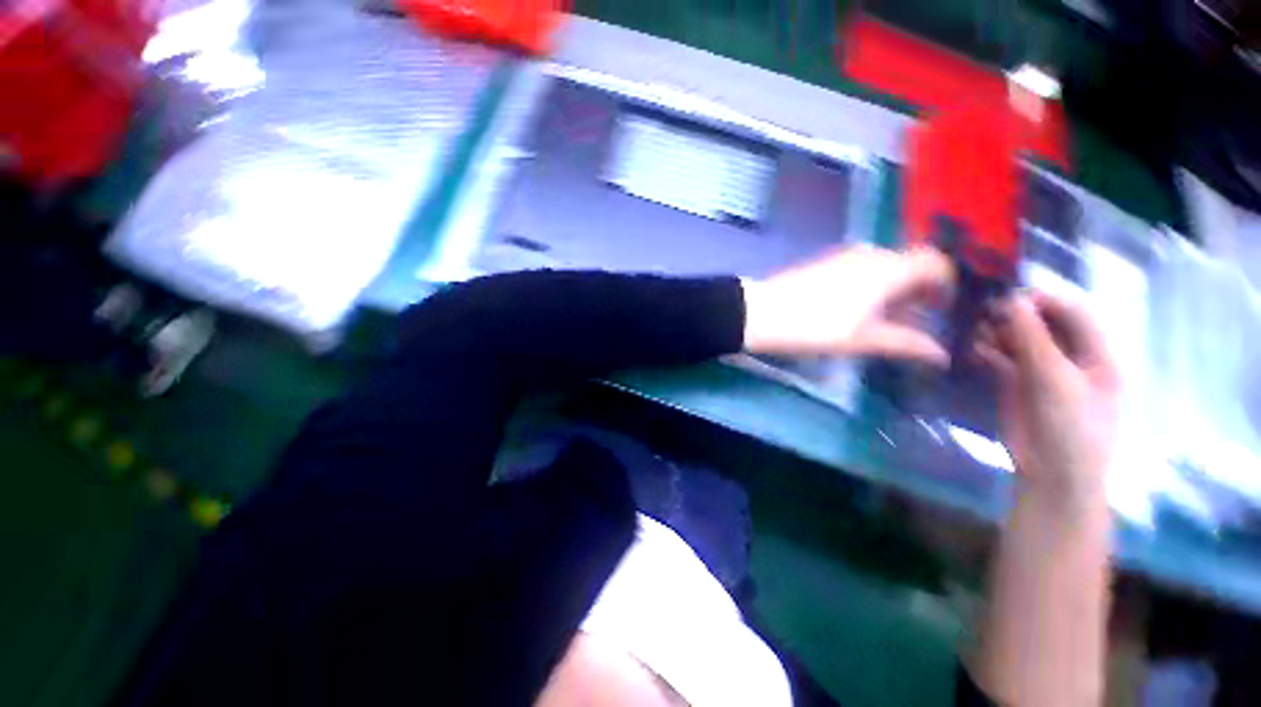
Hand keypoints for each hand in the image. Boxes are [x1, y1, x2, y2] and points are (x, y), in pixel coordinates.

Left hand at [741, 246, 954, 364]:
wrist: (761, 313)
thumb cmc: (816, 327)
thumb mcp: (863, 339)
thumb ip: (906, 343)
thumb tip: (941, 354)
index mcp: (889, 268)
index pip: (936, 262)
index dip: (946, 284)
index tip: (944, 310)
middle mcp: (871, 253)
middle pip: (911, 263)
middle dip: (921, 289)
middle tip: (920, 319)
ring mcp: (845, 255)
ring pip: (885, 266)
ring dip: (896, 288)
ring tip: (891, 319)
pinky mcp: (825, 262)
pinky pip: (862, 268)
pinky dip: (873, 284)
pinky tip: (862, 309)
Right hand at [975, 291, 1121, 506]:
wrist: (1052, 474)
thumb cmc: (1070, 427)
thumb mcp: (1056, 380)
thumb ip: (1033, 339)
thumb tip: (1010, 299)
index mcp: (1096, 353)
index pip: (1073, 312)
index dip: (1043, 300)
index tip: (1006, 295)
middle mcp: (1070, 357)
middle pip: (1043, 324)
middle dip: (1014, 315)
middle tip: (983, 313)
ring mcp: (1041, 371)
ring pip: (1018, 340)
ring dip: (997, 333)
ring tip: (975, 333)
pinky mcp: (1015, 384)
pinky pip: (1000, 358)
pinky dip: (987, 351)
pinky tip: (973, 350)